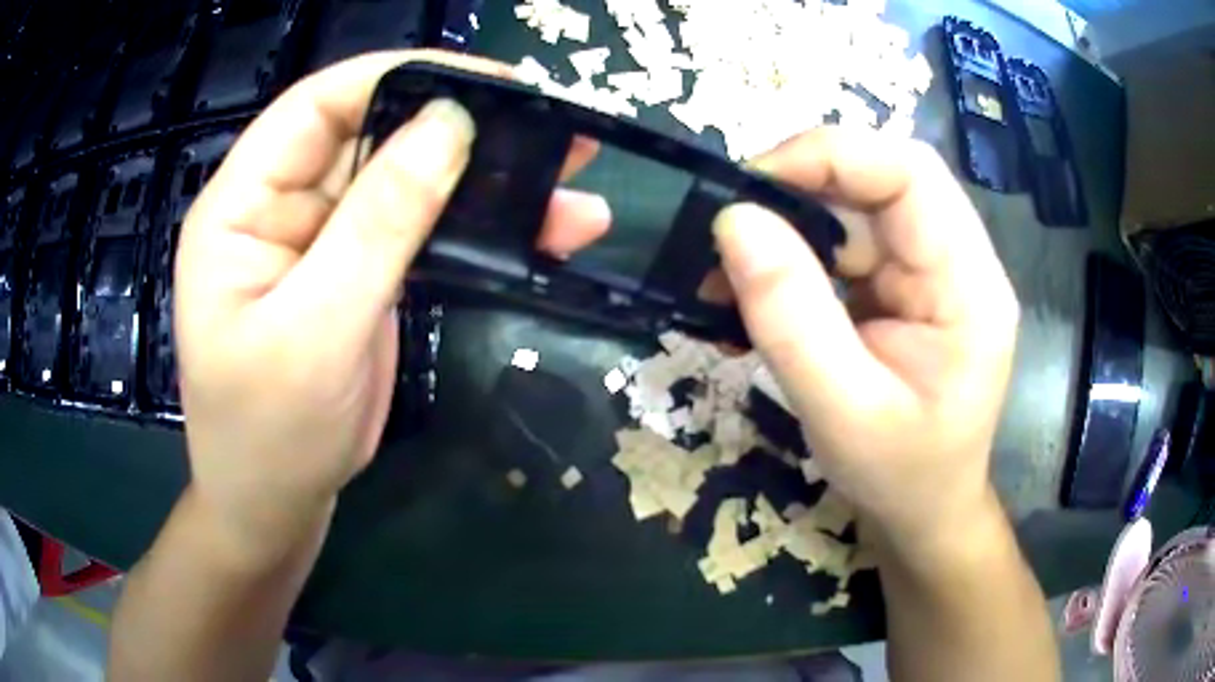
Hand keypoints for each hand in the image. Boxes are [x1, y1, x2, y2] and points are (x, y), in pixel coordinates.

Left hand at [173, 50, 609, 556]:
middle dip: (459, 123)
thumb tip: (450, 123)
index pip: (317, 106)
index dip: (395, 76)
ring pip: (410, 181)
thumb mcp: (316, 331)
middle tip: (547, 121)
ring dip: (486, 180)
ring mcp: (327, 240)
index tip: (484, 81)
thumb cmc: (268, 435)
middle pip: (374, 133)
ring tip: (571, 176)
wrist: (277, 507)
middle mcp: (282, 206)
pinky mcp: (363, 273)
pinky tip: (543, 230)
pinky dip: (480, 228)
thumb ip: (378, 223)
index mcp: (241, 204)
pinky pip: (424, 231)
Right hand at [713, 127, 1018, 556]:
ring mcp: (930, 272)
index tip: (751, 187)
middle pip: (881, 179)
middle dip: (800, 188)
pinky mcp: (903, 287)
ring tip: (727, 276)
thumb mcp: (842, 412)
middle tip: (730, 227)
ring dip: (788, 228)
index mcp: (969, 285)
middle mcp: (957, 261)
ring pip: (855, 209)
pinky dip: (794, 259)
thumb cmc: (901, 476)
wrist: (925, 511)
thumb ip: (791, 317)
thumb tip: (733, 220)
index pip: (910, 172)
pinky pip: (845, 246)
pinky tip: (755, 295)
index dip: (830, 157)